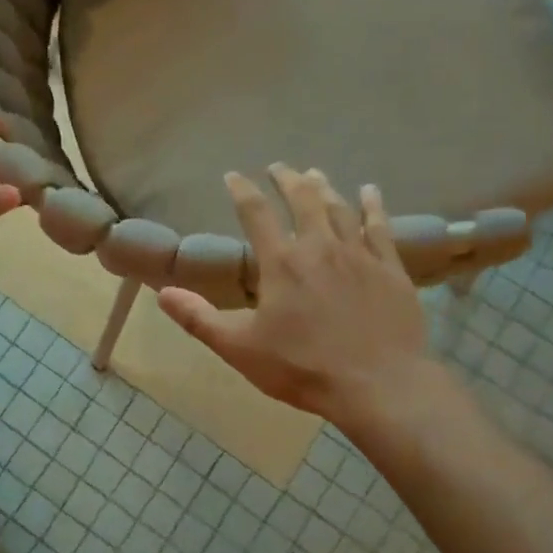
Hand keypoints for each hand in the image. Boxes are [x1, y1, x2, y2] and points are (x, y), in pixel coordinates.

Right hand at [157, 165, 436, 426]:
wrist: (379, 385)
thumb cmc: (304, 368)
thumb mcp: (240, 348)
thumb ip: (199, 319)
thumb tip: (162, 294)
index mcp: (281, 263)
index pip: (255, 213)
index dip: (242, 190)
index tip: (233, 175)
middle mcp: (319, 247)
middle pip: (302, 199)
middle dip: (287, 179)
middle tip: (279, 167)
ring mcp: (359, 254)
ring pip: (339, 208)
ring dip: (324, 187)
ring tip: (315, 174)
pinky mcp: (390, 268)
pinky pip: (380, 226)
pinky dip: (373, 205)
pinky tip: (370, 191)